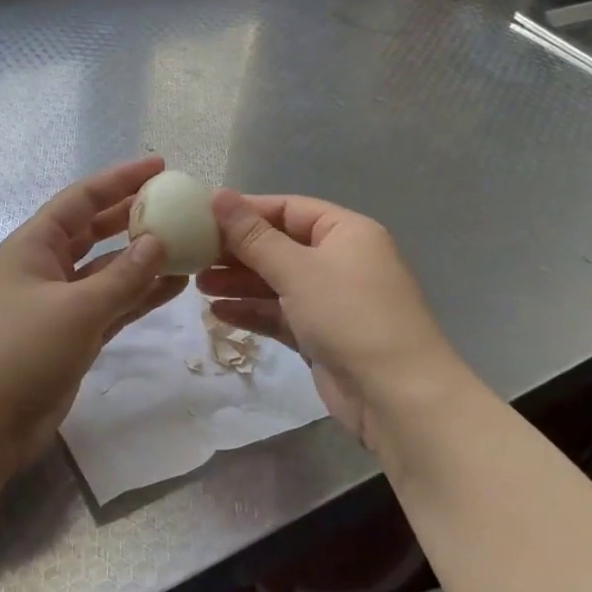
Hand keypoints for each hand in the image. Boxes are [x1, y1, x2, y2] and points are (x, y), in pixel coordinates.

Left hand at [0, 157, 186, 478]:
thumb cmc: (21, 352)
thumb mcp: (77, 308)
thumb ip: (123, 276)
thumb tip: (159, 242)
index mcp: (35, 245)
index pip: (82, 199)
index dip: (120, 179)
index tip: (160, 167)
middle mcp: (47, 266)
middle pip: (96, 230)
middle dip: (133, 216)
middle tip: (177, 205)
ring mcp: (60, 303)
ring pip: (108, 270)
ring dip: (143, 259)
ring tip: (187, 246)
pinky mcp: (72, 335)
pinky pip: (112, 304)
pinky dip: (139, 295)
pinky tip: (173, 287)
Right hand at [197, 191, 452, 451]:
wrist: (397, 396)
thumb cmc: (349, 315)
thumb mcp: (297, 269)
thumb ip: (253, 236)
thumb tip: (219, 194)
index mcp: (345, 232)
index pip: (288, 208)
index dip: (246, 211)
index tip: (202, 216)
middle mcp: (340, 260)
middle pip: (280, 245)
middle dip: (237, 251)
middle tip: (193, 255)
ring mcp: (332, 300)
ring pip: (277, 282)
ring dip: (239, 283)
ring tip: (197, 285)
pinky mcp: (322, 335)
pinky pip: (281, 314)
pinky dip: (253, 311)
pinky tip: (219, 313)